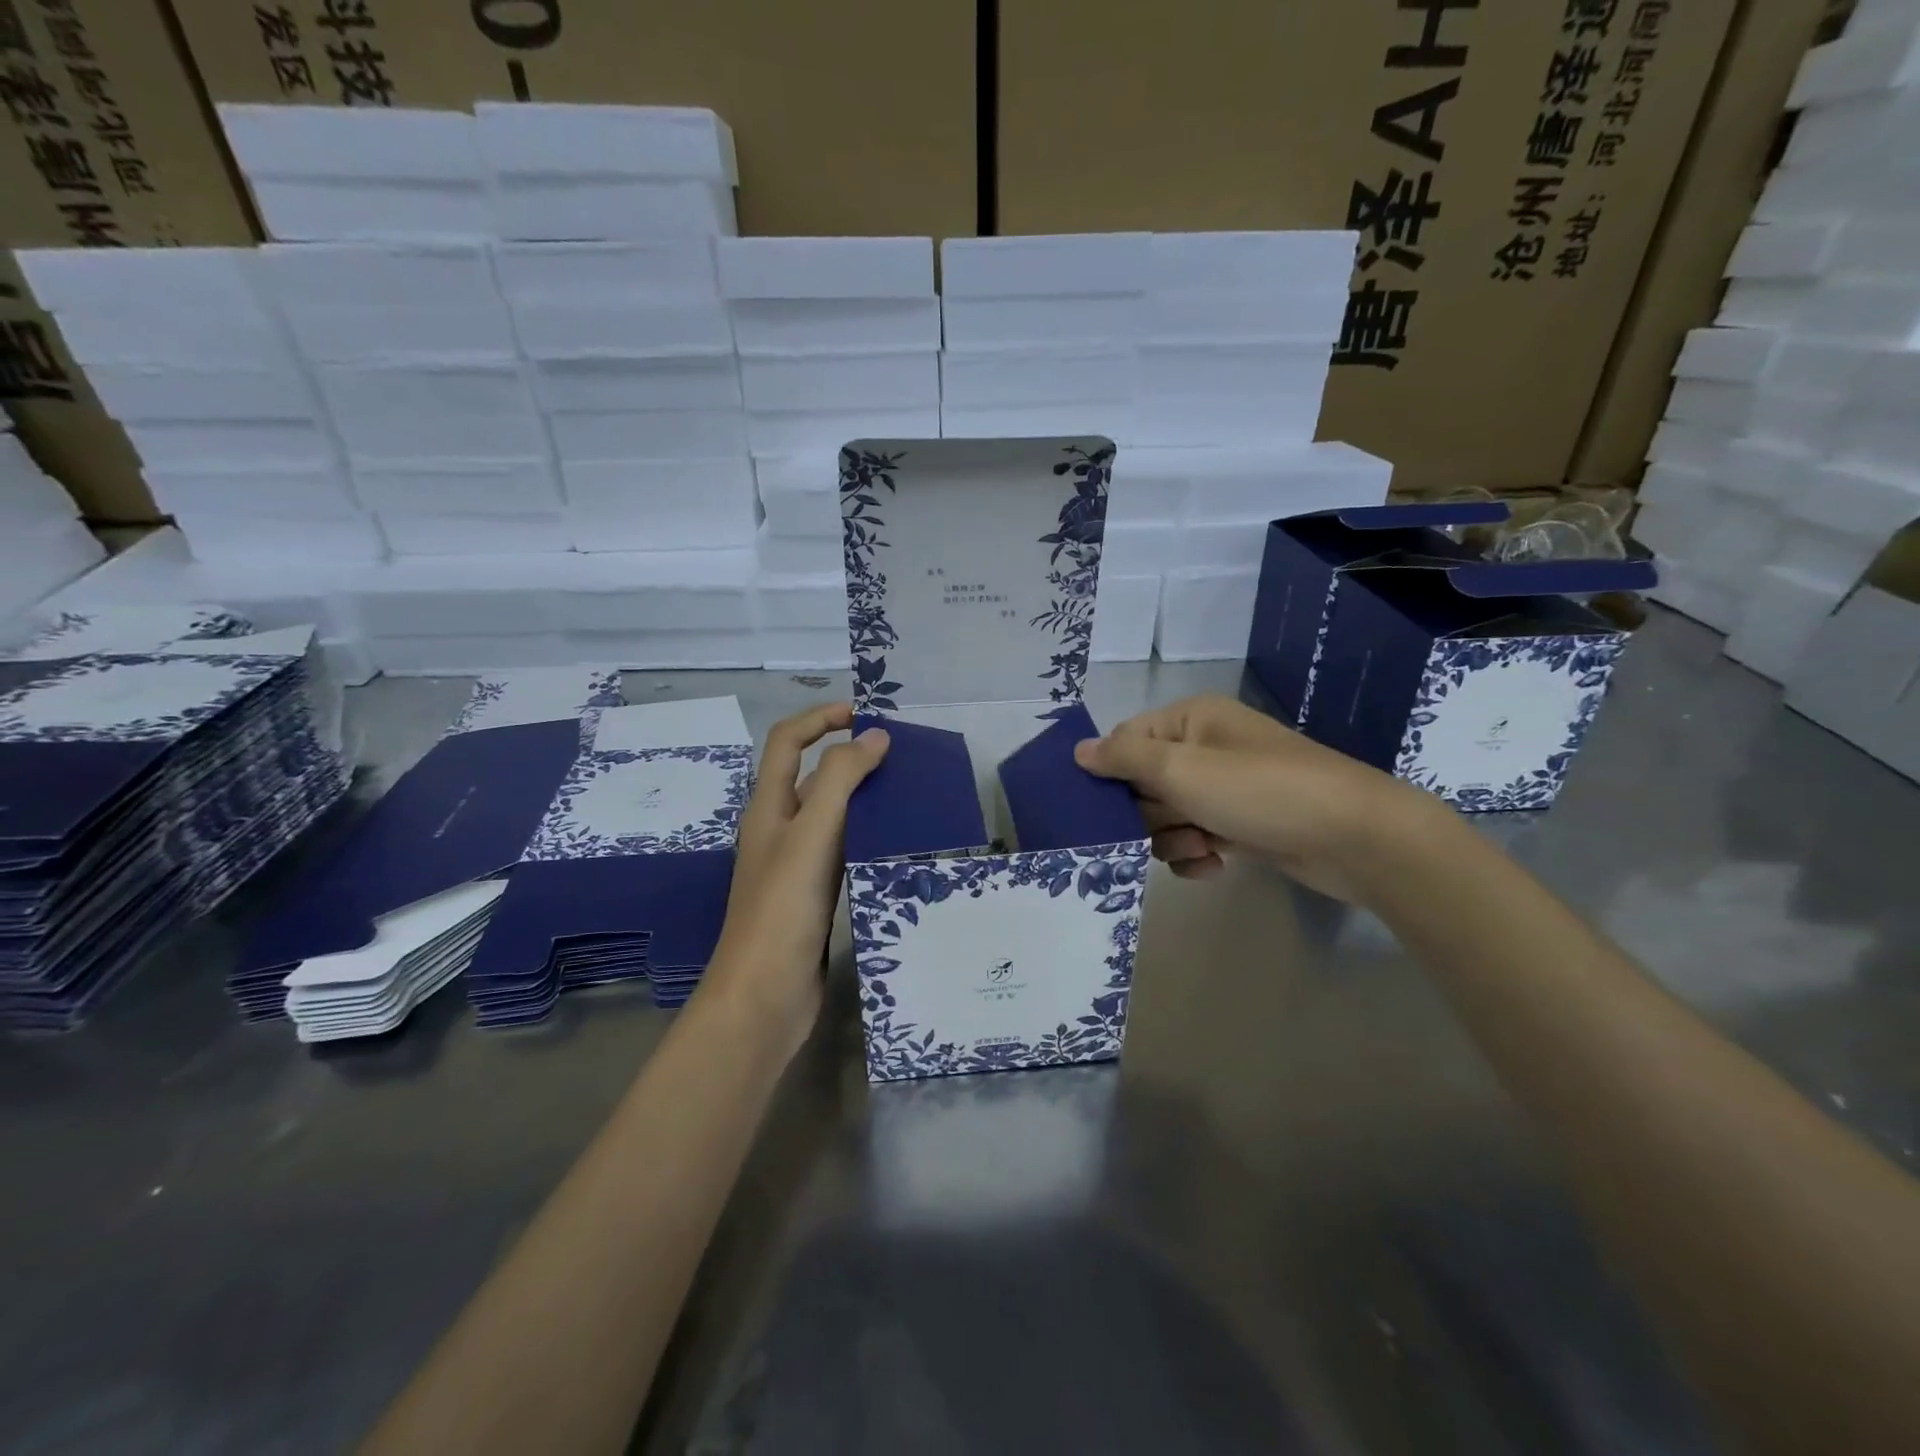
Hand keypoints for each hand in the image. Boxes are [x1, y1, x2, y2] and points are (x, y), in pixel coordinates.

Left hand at [701, 704, 889, 1052]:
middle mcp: (779, 830)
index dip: (820, 719)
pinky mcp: (815, 896)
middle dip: (850, 756)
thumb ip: (840, 780)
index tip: (864, 714)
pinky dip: (867, 835)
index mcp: (768, 809)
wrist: (764, 997)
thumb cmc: (782, 910)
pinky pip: (843, 850)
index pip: (786, 743)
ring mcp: (797, 865)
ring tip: (909, 791)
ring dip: (863, 796)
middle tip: (901, 755)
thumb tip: (875, 736)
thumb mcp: (810, 835)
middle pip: (811, 776)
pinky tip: (897, 840)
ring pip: (832, 815)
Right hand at [1072, 694, 1446, 902]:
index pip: (1125, 741)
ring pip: (1167, 816)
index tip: (1104, 807)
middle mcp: (1205, 748)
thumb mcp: (1181, 769)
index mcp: (1190, 721)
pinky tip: (1216, 864)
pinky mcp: (1242, 824)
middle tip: (1176, 822)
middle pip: (1143, 783)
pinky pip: (1195, 838)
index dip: (1112, 774)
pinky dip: (1197, 854)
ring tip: (1202, 847)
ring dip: (1174, 838)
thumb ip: (1123, 758)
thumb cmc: (1259, 791)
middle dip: (1151, 813)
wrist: (1353, 837)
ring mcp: (1225, 788)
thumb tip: (1078, 751)